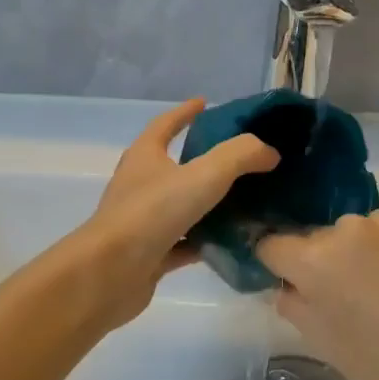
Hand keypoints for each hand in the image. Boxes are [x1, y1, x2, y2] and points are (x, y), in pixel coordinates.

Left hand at [65, 100, 278, 330]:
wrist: (109, 275)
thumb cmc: (152, 213)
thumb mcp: (204, 175)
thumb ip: (240, 156)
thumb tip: (269, 151)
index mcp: (145, 156)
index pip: (165, 124)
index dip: (185, 112)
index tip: (205, 104)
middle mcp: (140, 185)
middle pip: (174, 166)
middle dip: (204, 160)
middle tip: (241, 159)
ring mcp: (143, 222)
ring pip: (182, 207)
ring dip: (209, 204)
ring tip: (247, 201)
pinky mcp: (149, 255)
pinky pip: (184, 243)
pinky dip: (206, 241)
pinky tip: (232, 243)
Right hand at [256, 210, 378, 379]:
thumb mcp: (320, 339)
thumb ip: (291, 302)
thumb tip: (287, 284)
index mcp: (313, 259)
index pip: (271, 244)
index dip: (275, 264)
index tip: (287, 282)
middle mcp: (342, 228)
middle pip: (313, 238)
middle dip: (318, 260)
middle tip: (338, 295)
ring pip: (347, 233)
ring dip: (350, 252)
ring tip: (375, 288)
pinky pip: (378, 231)